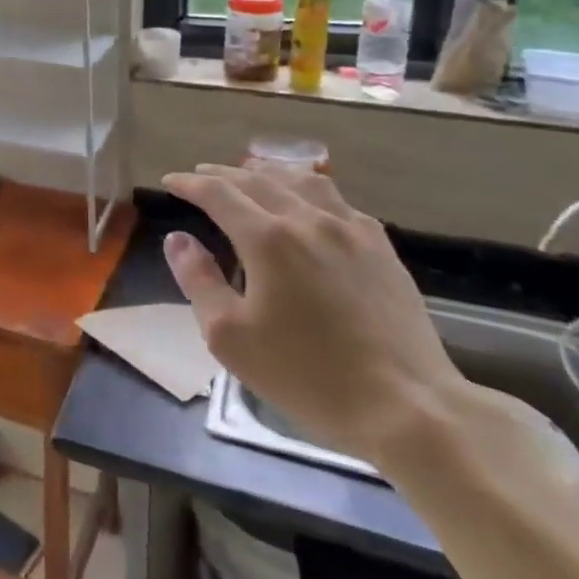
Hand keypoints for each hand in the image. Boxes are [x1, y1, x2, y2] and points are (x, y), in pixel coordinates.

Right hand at [161, 162, 467, 465]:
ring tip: (251, 175)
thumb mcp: (231, 337)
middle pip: (257, 179)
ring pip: (302, 180)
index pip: (218, 194)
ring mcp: (350, 230)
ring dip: (268, 172)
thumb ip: (198, 281)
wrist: (408, 407)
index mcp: (268, 238)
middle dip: (222, 174)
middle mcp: (308, 219)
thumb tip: (178, 240)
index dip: (189, 183)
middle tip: (201, 174)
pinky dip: (309, 190)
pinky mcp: (381, 247)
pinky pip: (337, 201)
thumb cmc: (308, 376)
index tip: (170, 180)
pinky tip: (309, 204)